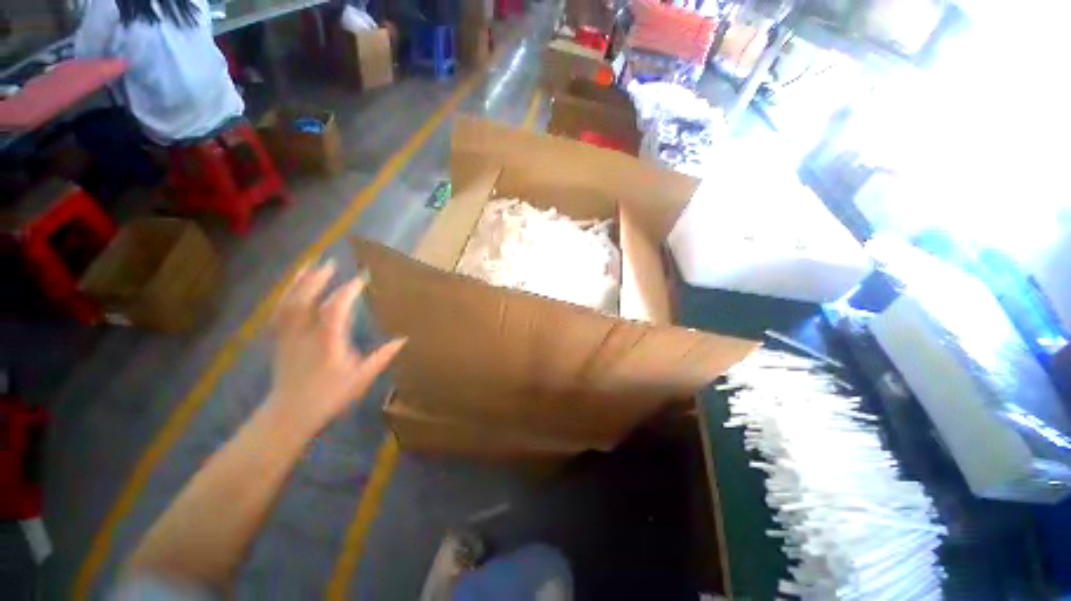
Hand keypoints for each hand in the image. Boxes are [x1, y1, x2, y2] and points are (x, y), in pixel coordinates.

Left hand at [267, 260, 405, 434]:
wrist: (289, 414)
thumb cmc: (329, 397)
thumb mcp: (361, 379)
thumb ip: (382, 357)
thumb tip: (404, 339)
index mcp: (327, 341)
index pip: (336, 308)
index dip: (348, 290)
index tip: (362, 277)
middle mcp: (304, 334)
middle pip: (306, 299)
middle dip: (318, 279)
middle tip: (330, 263)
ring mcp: (288, 336)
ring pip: (289, 303)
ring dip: (299, 282)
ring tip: (308, 266)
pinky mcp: (279, 341)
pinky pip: (280, 313)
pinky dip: (286, 297)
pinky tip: (292, 289)